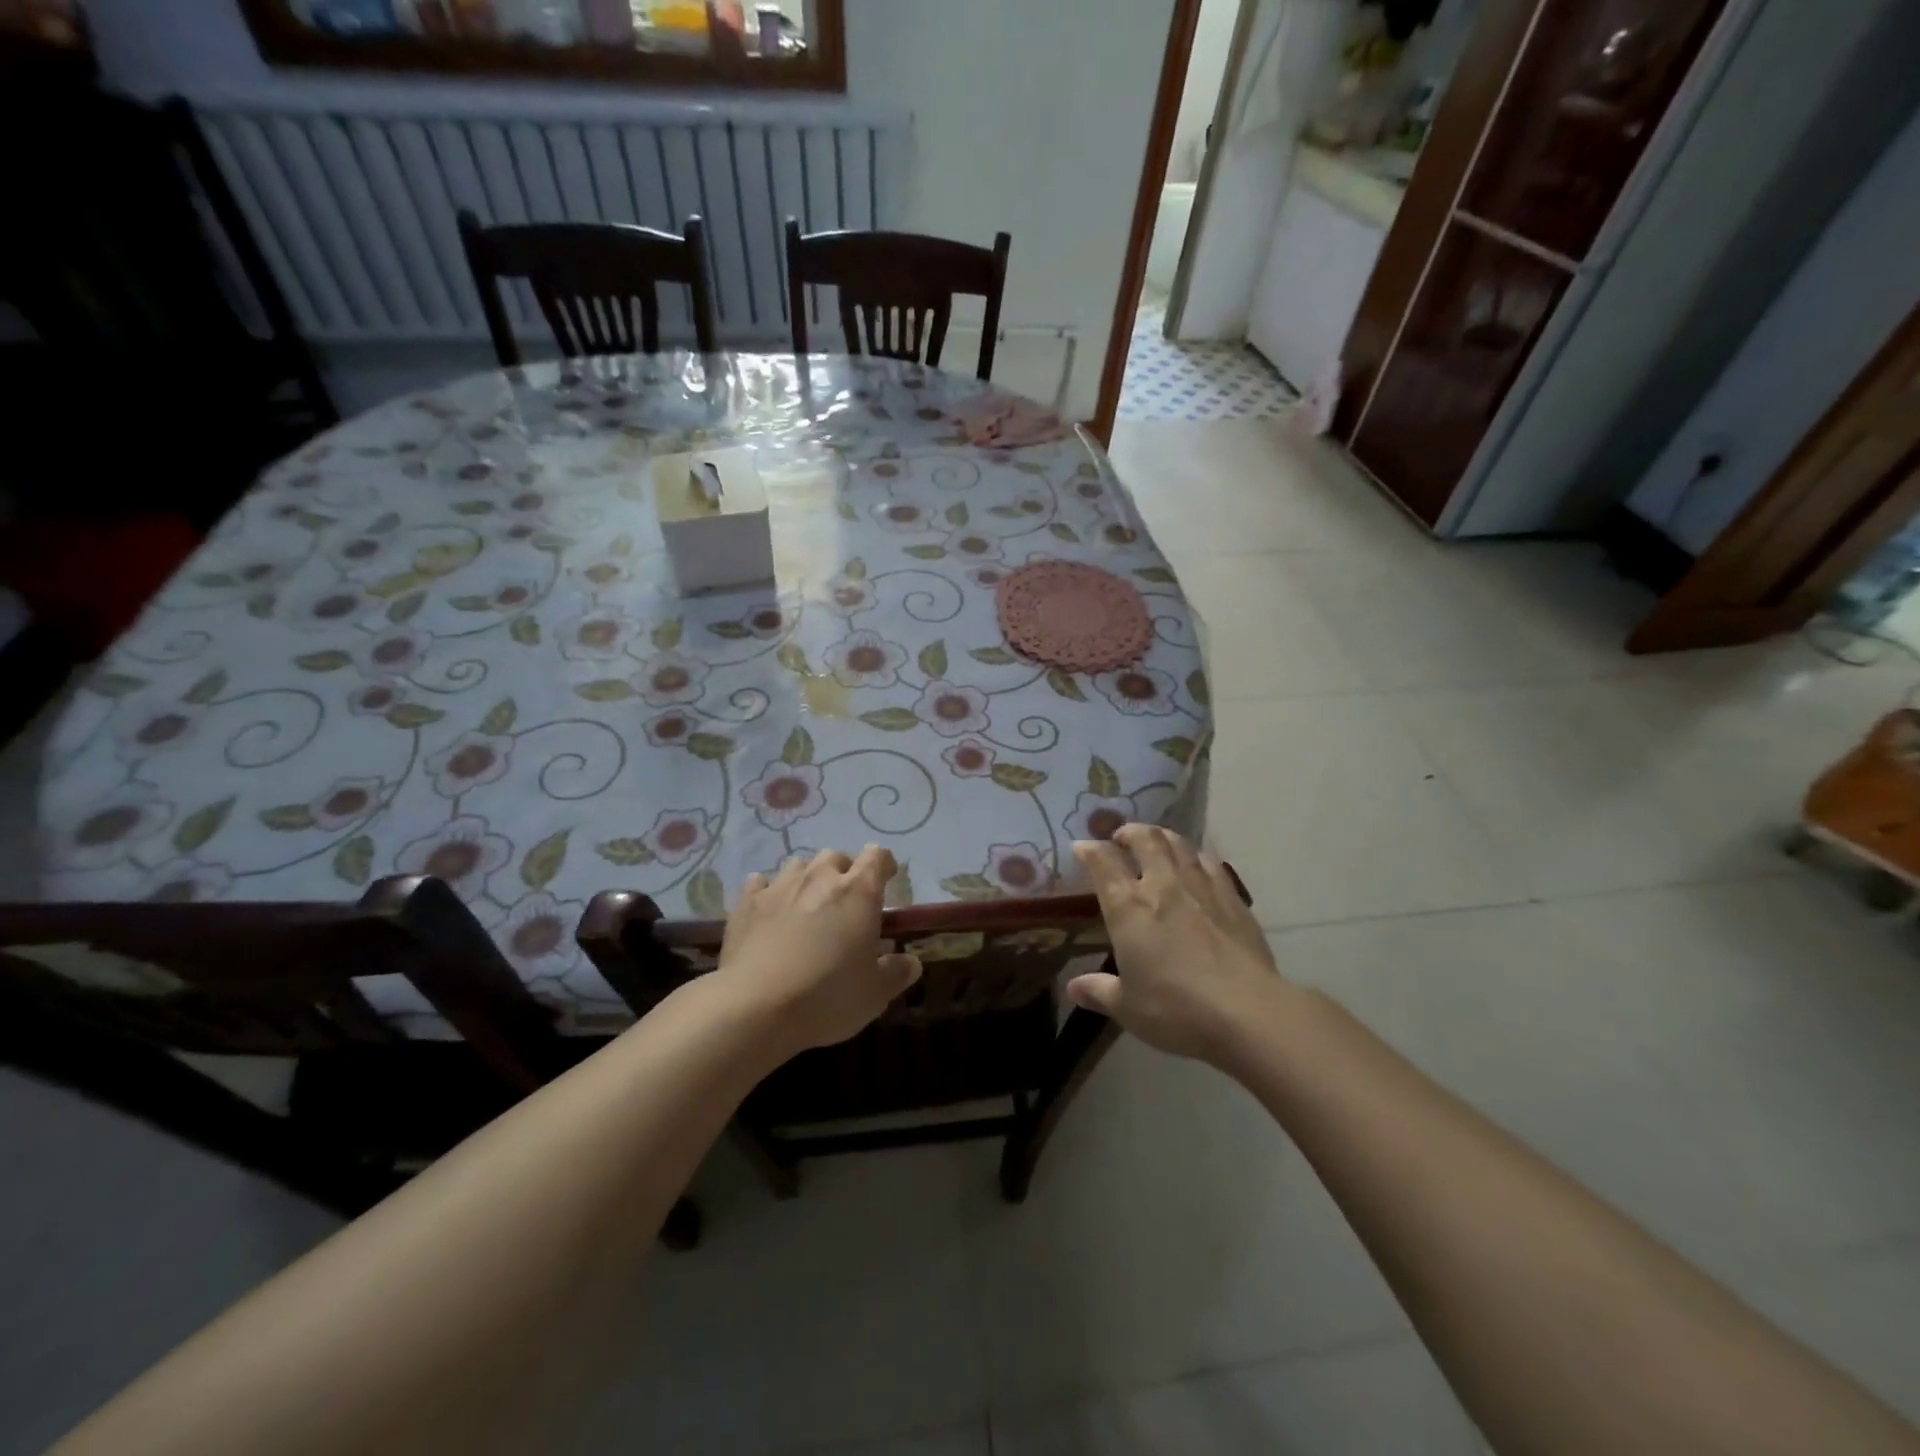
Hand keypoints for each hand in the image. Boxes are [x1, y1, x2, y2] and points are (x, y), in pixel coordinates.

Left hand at [717, 846, 920, 1052]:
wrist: (756, 1007)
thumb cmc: (828, 996)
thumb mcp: (876, 993)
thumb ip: (897, 973)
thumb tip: (911, 963)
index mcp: (859, 891)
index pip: (877, 856)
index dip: (884, 864)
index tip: (888, 879)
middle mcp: (820, 878)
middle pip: (836, 856)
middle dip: (844, 871)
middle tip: (846, 900)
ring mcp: (779, 887)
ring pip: (798, 865)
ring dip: (807, 878)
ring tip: (808, 903)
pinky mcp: (746, 904)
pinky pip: (759, 883)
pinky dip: (767, 891)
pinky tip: (768, 909)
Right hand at [1066, 825, 1282, 1064]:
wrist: (1247, 1011)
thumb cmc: (1176, 1009)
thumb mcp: (1127, 1007)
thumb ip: (1099, 991)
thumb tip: (1073, 988)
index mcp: (1128, 907)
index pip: (1102, 863)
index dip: (1089, 850)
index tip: (1081, 848)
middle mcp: (1163, 885)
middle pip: (1145, 839)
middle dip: (1129, 832)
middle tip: (1121, 837)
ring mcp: (1201, 887)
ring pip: (1179, 844)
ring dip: (1163, 837)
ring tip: (1157, 841)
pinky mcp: (1233, 898)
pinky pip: (1210, 863)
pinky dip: (1196, 856)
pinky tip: (1197, 864)